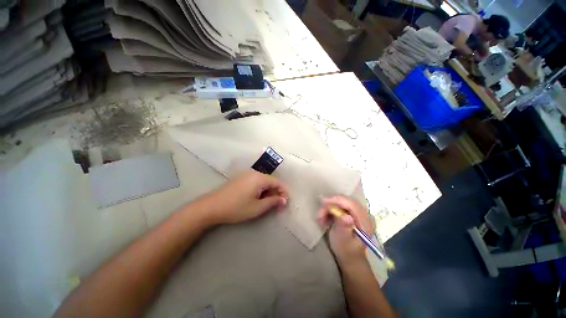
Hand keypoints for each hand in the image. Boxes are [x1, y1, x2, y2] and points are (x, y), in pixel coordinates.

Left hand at [196, 170, 288, 225]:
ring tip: (267, 203)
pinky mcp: (241, 178)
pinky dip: (260, 189)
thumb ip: (273, 202)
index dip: (284, 192)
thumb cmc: (236, 208)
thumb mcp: (257, 207)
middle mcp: (254, 173)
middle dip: (276, 192)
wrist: (212, 206)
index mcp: (259, 178)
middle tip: (277, 205)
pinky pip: (256, 181)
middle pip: (270, 181)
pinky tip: (257, 198)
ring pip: (263, 181)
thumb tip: (284, 200)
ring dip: (268, 191)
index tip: (285, 203)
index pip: (277, 182)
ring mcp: (246, 174)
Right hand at [318, 196, 372, 264]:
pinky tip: (326, 218)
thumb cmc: (346, 250)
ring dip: (329, 209)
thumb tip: (346, 216)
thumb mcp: (343, 240)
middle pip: (345, 201)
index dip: (337, 200)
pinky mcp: (353, 213)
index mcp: (366, 221)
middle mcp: (365, 214)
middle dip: (330, 205)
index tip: (323, 202)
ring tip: (321, 219)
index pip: (351, 204)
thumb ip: (344, 227)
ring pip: (341, 203)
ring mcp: (359, 213)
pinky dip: (331, 210)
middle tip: (320, 214)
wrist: (349, 257)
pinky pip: (340, 206)